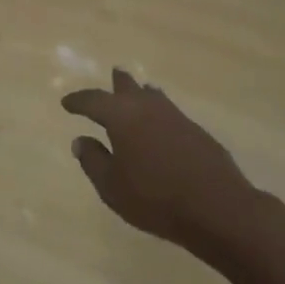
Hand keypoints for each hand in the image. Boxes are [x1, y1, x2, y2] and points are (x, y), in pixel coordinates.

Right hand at [62, 69, 264, 252]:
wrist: (218, 207)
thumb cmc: (155, 198)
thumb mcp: (112, 187)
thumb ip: (93, 161)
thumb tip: (80, 140)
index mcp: (121, 115)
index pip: (93, 100)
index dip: (78, 101)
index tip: (67, 103)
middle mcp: (147, 106)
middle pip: (127, 86)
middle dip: (116, 83)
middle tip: (112, 76)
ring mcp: (175, 115)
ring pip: (152, 95)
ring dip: (141, 93)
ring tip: (138, 92)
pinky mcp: (196, 130)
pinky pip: (169, 111)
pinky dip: (158, 111)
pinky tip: (161, 123)